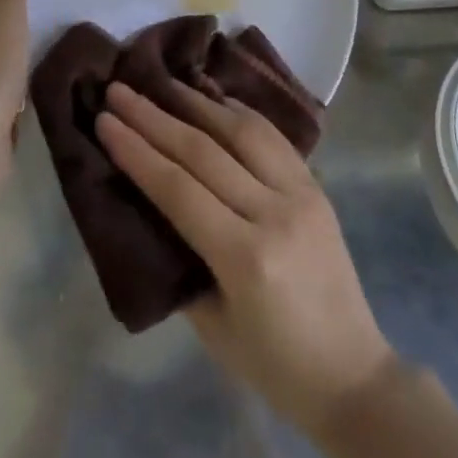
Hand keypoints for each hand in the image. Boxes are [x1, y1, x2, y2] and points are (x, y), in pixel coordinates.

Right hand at [96, 81, 395, 433]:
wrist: (353, 375)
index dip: (137, 151)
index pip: (178, 188)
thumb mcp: (210, 325)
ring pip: (241, 130)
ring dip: (196, 102)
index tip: (104, 120)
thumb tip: (150, 203)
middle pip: (204, 151)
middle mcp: (274, 213)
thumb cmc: (273, 365)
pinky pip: (271, 136)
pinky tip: (212, 98)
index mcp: (245, 258)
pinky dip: (237, 112)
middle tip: (119, 90)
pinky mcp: (316, 185)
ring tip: (161, 83)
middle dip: (154, 117)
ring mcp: (301, 193)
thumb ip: (180, 259)